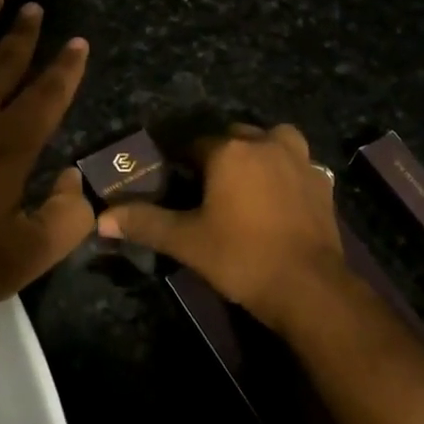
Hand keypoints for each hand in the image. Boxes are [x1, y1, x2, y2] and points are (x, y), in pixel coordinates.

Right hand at [96, 123, 348, 331]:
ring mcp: (299, 160)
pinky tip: (281, 198)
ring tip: (249, 182)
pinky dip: (287, 172)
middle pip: (234, 136)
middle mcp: (265, 144)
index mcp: (229, 151)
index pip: (194, 145)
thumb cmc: (242, 257)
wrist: (309, 287)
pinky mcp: (322, 181)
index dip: (182, 164)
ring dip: (260, 152)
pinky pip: (299, 164)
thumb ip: (145, 223)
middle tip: (209, 188)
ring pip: (273, 140)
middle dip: (220, 154)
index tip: (176, 185)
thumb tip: (102, 217)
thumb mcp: (187, 242)